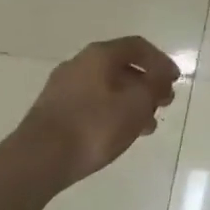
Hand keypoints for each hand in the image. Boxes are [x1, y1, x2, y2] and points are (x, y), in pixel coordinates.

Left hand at [15, 37, 179, 189]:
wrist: (35, 162)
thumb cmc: (93, 126)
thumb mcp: (137, 104)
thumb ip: (154, 86)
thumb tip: (159, 78)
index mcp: (100, 54)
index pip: (138, 47)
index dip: (161, 61)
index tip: (174, 81)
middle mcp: (79, 64)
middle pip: (121, 67)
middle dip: (146, 84)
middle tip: (163, 103)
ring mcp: (61, 88)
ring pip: (106, 88)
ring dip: (130, 102)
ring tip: (146, 126)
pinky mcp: (52, 112)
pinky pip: (90, 104)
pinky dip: (110, 113)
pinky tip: (119, 134)